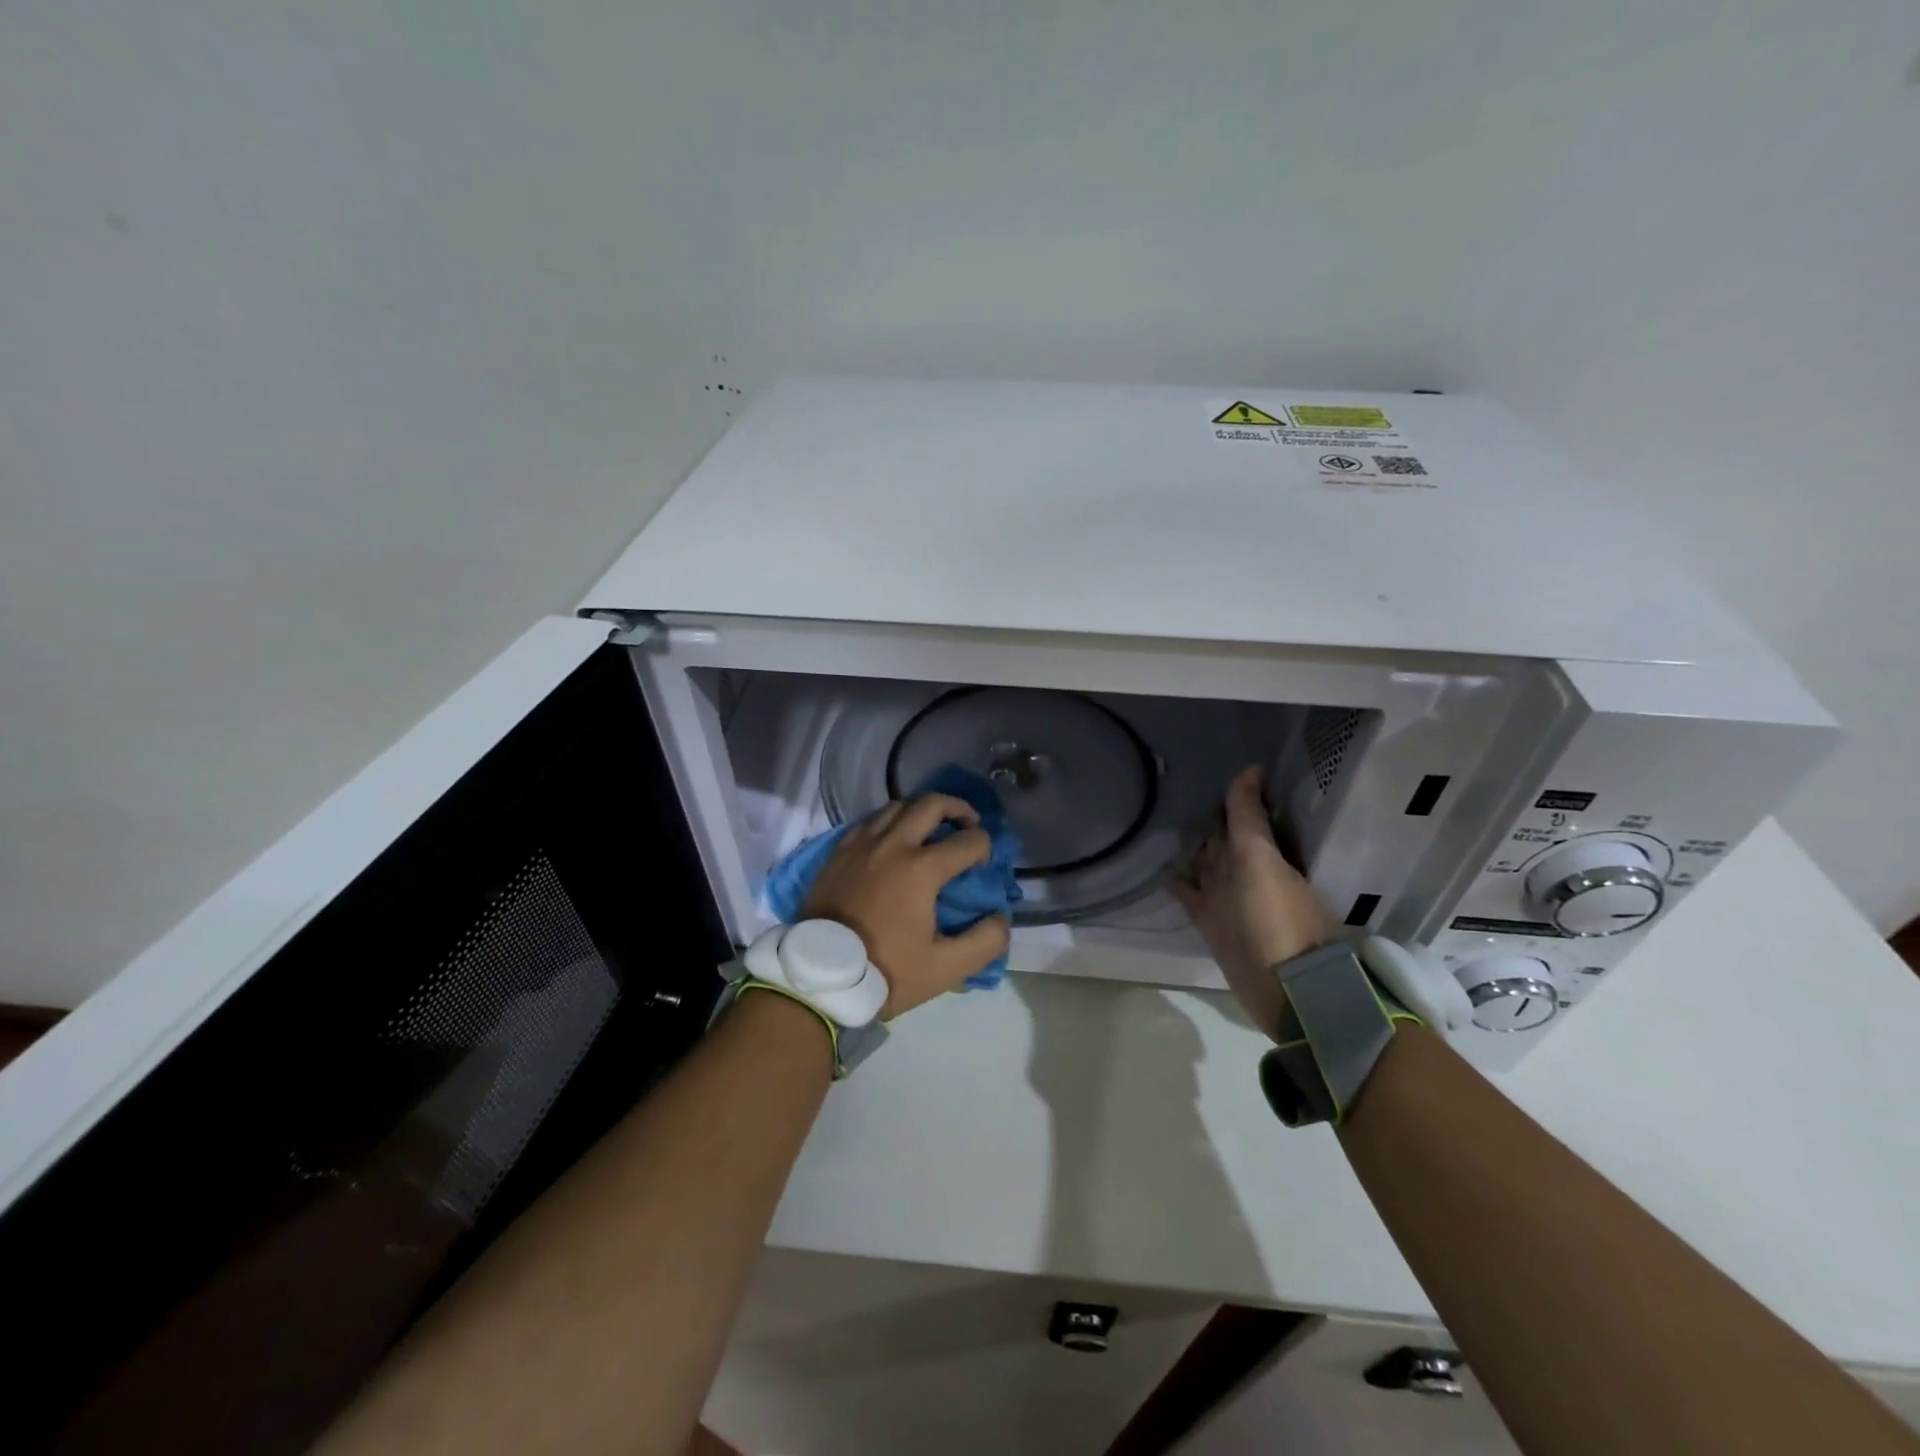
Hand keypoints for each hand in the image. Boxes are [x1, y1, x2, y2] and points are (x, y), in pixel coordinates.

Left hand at [803, 793, 1012, 1019]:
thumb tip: (1000, 917)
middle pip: (931, 804)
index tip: (984, 863)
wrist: (819, 977)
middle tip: (968, 824)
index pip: (968, 840)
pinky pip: (869, 821)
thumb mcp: (945, 969)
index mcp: (921, 869)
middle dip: (958, 808)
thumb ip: (984, 942)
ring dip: (921, 811)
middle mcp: (892, 844)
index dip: (985, 847)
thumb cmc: (885, 971)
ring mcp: (861, 844)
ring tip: (931, 829)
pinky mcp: (838, 851)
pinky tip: (893, 840)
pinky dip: (890, 822)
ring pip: (897, 805)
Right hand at [1172, 765, 1334, 1037]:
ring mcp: (1227, 898)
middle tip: (1175, 791)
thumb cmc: (1274, 918)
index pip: (1242, 818)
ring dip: (1189, 848)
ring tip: (1160, 823)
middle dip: (1206, 821)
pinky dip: (1178, 881)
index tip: (1206, 770)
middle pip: (1222, 841)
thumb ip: (1249, 817)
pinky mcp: (1211, 921)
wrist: (1284, 989)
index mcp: (1263, 854)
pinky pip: (1190, 893)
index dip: (1228, 797)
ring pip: (1205, 865)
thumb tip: (1250, 768)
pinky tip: (1161, 867)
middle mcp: (1245, 872)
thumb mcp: (1259, 859)